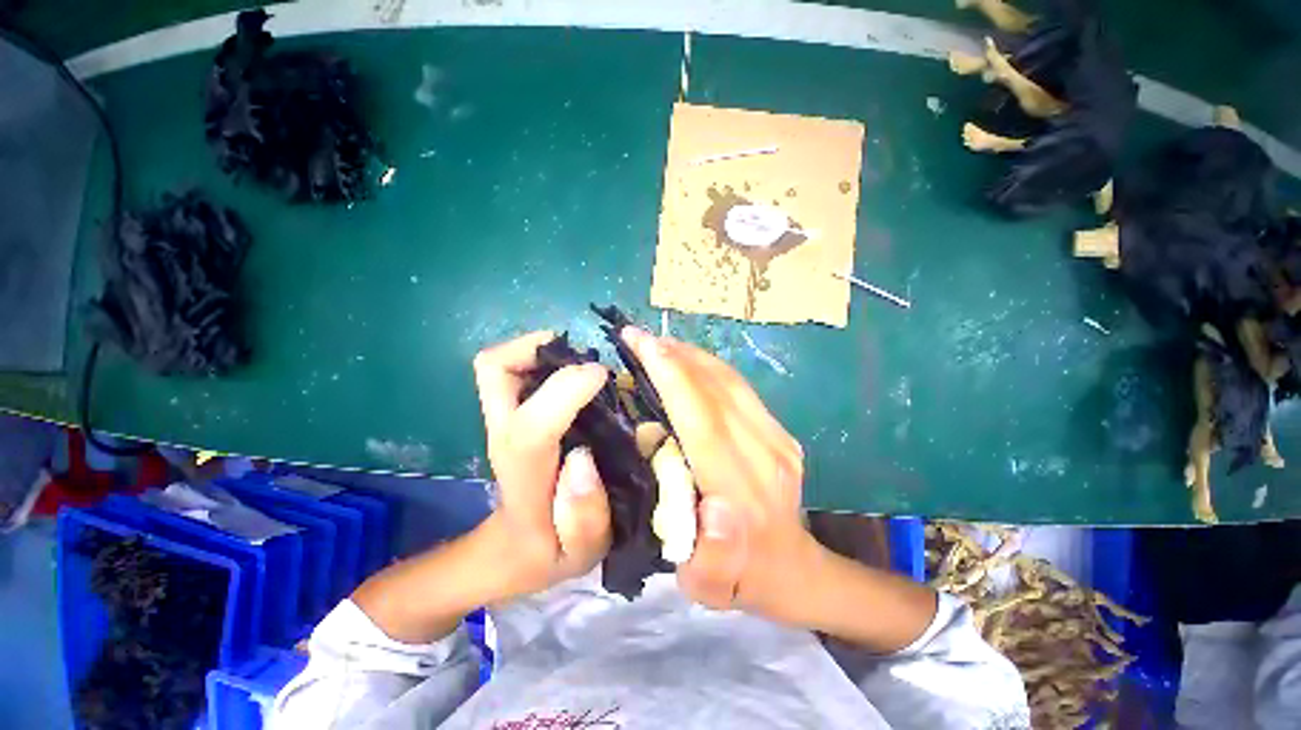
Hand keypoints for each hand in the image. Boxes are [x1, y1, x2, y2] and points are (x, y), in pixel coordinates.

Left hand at [473, 331, 613, 598]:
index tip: (602, 377)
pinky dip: (538, 359)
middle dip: (538, 349)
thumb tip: (583, 458)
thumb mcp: (578, 553)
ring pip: (498, 365)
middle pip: (494, 371)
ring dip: (539, 351)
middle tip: (584, 356)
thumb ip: (585, 516)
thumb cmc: (548, 552)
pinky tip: (572, 375)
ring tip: (580, 361)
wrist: (511, 550)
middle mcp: (505, 438)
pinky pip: (510, 372)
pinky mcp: (509, 416)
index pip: (531, 426)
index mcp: (525, 477)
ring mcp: (502, 423)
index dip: (567, 389)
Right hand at [621, 327, 821, 624]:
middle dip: (676, 357)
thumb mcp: (708, 588)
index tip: (642, 346)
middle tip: (640, 336)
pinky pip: (742, 389)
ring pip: (732, 383)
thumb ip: (711, 557)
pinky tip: (689, 360)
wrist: (793, 568)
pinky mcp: (782, 432)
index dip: (672, 377)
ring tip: (659, 342)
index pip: (703, 420)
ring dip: (693, 356)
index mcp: (742, 493)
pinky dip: (712, 368)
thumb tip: (714, 506)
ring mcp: (780, 440)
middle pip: (717, 392)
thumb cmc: (738, 579)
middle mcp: (766, 457)